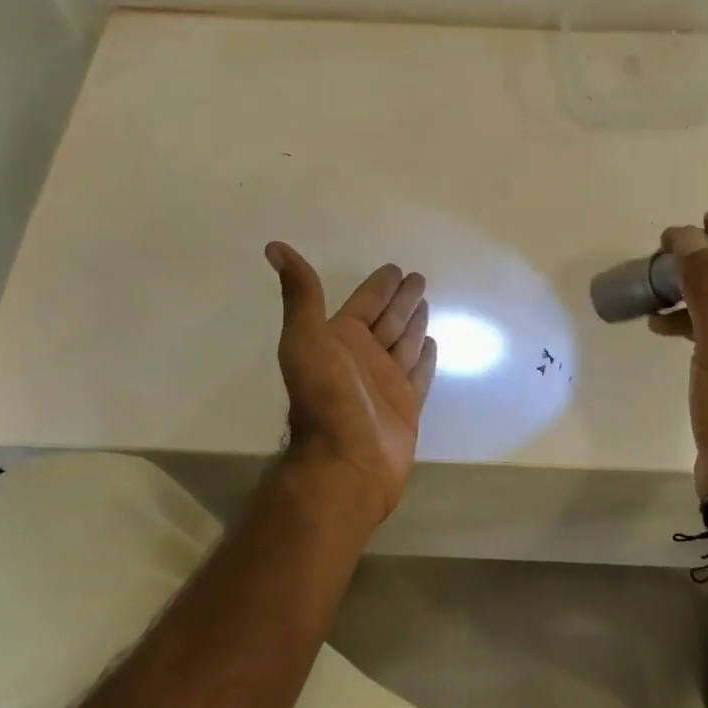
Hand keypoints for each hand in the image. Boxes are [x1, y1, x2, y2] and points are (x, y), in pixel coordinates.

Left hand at [265, 242, 438, 525]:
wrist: (347, 461)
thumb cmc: (326, 398)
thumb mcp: (306, 339)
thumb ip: (300, 295)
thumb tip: (274, 246)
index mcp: (339, 339)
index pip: (364, 303)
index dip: (379, 286)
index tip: (395, 268)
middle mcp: (362, 358)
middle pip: (387, 320)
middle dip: (401, 299)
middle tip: (419, 278)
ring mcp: (385, 383)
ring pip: (404, 344)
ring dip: (413, 323)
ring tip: (426, 304)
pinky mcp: (406, 407)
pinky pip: (419, 374)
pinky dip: (425, 358)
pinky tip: (432, 343)